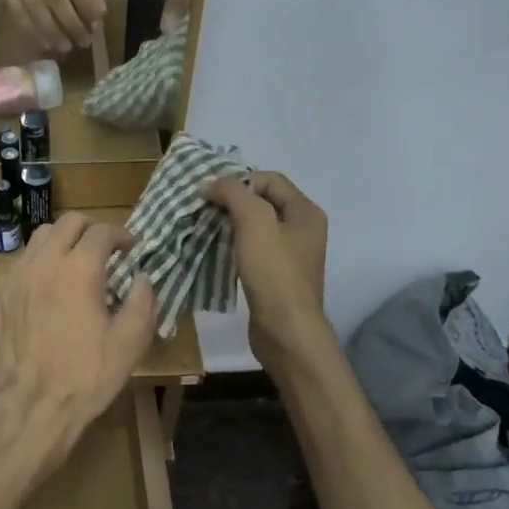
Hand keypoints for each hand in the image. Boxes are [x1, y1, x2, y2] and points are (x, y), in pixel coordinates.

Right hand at [0, 0, 105, 55]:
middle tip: (83, 42)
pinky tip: (46, 43)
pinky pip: (18, 13)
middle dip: (70, 23)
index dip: (86, 4)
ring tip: (65, 47)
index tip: (95, 25)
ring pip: (34, 6)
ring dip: (52, 31)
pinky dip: (33, 31)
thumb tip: (98, 16)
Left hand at [0, 213, 156, 455]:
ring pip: (41, 236)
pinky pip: (23, 259)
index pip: (102, 232)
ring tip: (77, 261)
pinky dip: (41, 258)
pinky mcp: (2, 292)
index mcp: (79, 269)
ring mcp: (18, 275)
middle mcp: (45, 261)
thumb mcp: (131, 341)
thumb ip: (143, 301)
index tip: (132, 249)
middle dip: (92, 229)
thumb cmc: (87, 375)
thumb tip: (141, 278)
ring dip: (64, 239)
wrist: (33, 404)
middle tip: (107, 249)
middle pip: (68, 223)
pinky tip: (50, 282)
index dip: (121, 235)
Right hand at [202, 173, 329, 372]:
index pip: (269, 179)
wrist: (285, 329)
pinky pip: (253, 251)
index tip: (210, 196)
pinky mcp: (277, 277)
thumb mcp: (254, 222)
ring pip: (255, 228)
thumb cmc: (273, 272)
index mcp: (305, 212)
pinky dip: (234, 247)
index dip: (239, 181)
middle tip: (202, 211)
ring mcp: (290, 255)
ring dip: (229, 225)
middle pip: (262, 202)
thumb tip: (211, 184)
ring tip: (204, 231)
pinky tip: (216, 254)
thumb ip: (233, 193)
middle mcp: (303, 229)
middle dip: (231, 203)